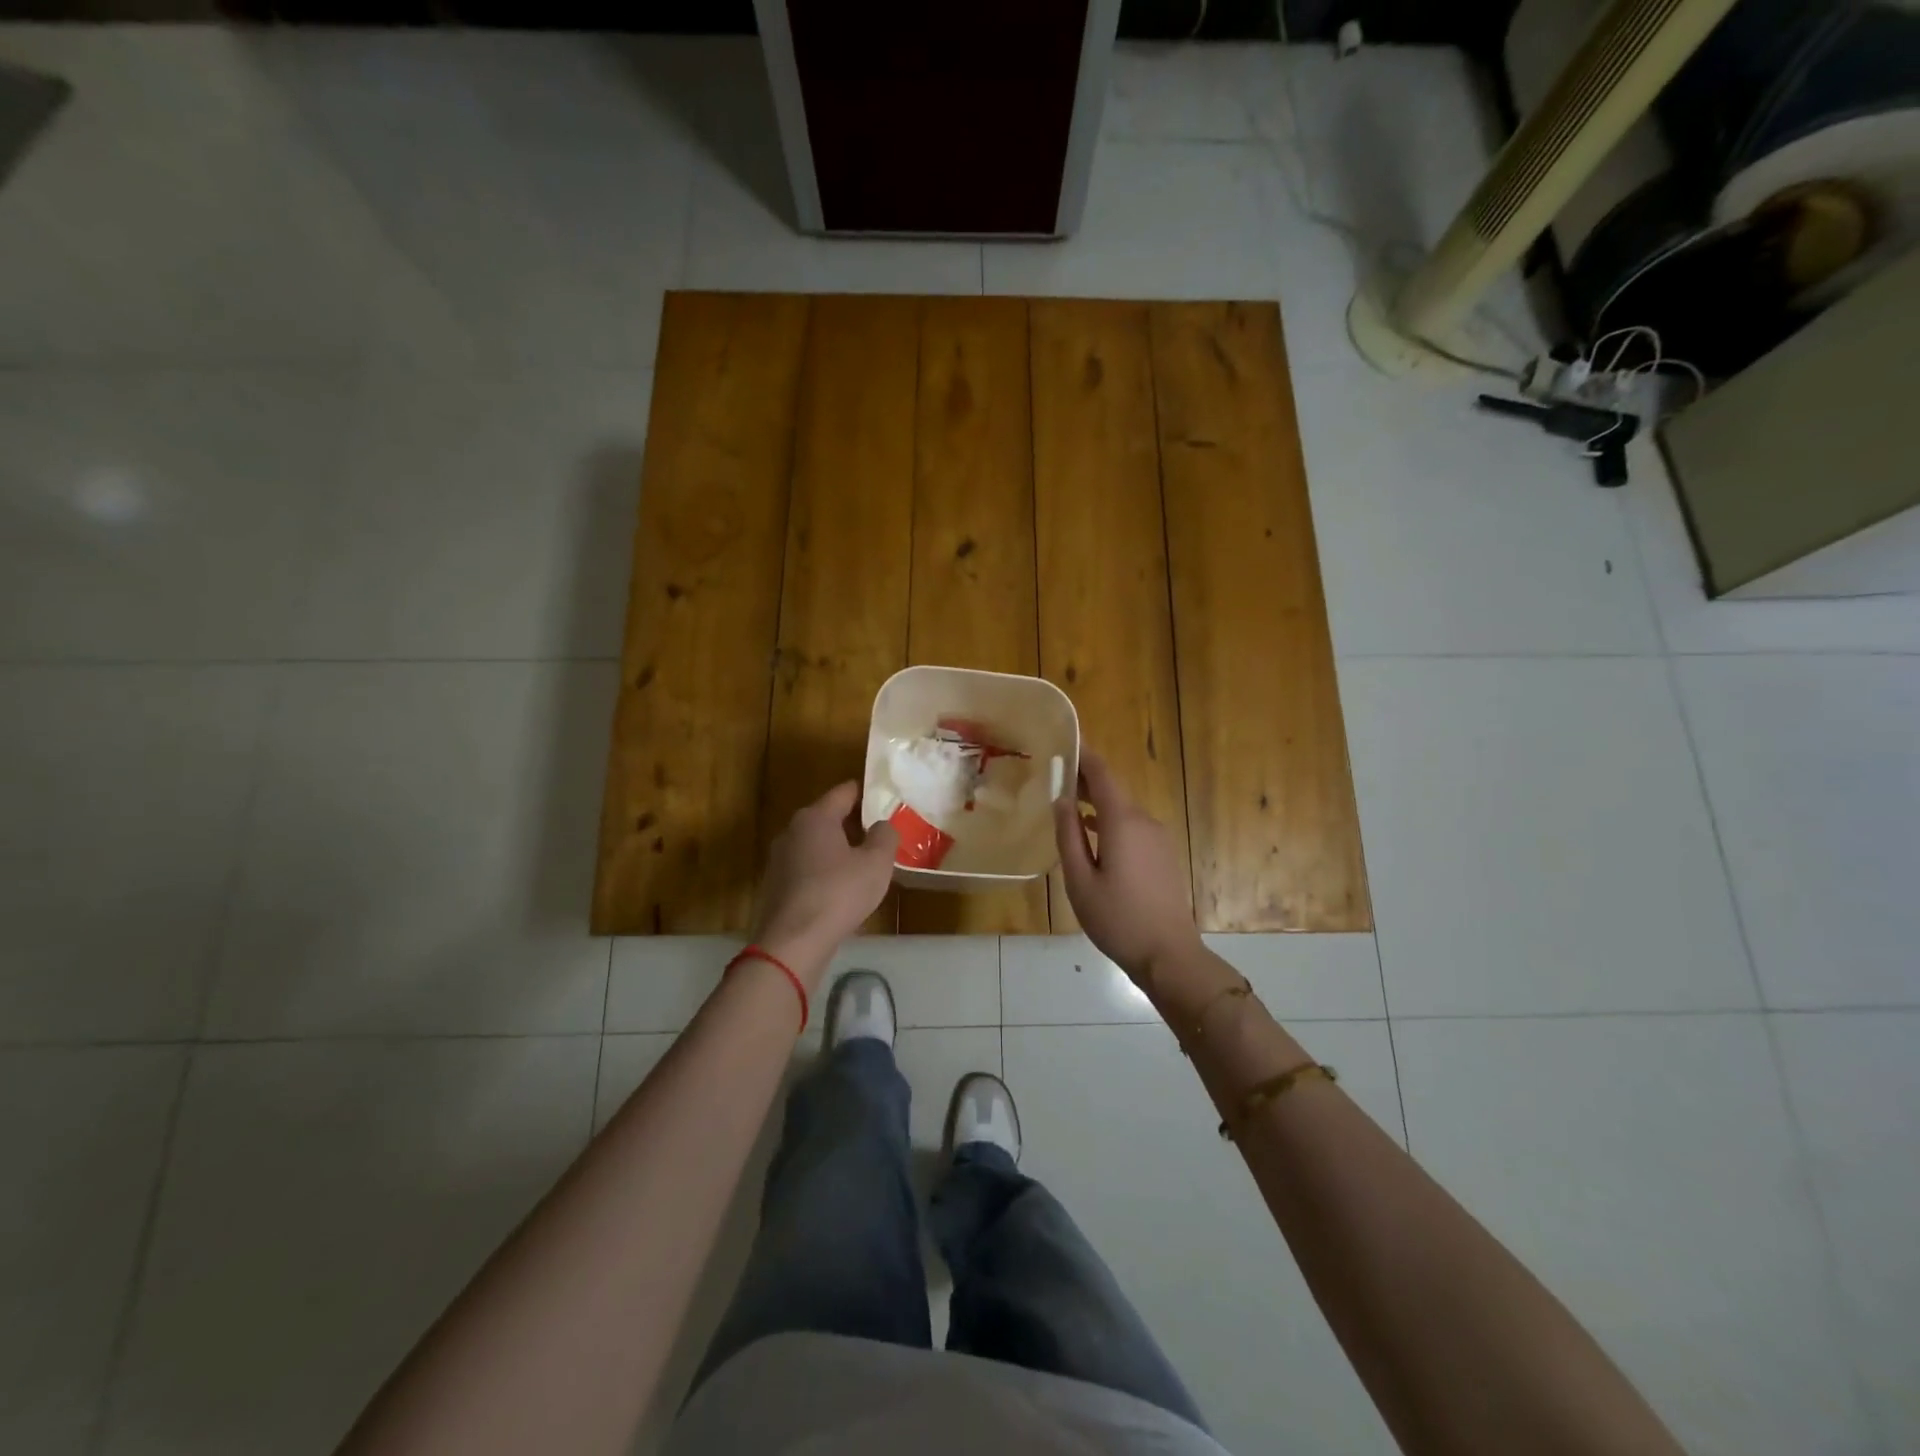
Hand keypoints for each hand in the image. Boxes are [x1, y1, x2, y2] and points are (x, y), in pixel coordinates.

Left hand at [750, 782, 898, 985]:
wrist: (793, 942)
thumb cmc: (839, 894)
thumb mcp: (876, 863)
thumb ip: (885, 836)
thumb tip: (882, 825)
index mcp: (816, 817)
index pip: (844, 791)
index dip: (867, 793)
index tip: (886, 801)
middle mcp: (792, 830)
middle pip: (828, 817)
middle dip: (853, 824)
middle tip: (880, 836)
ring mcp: (779, 858)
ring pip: (815, 844)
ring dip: (838, 850)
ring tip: (863, 865)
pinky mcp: (775, 885)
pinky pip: (806, 868)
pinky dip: (823, 872)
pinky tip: (840, 891)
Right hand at [1054, 750, 1202, 983]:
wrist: (1169, 955)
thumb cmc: (1117, 919)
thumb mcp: (1080, 881)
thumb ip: (1068, 836)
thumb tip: (1062, 801)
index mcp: (1123, 822)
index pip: (1103, 774)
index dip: (1084, 755)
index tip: (1065, 741)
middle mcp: (1144, 822)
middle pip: (1113, 789)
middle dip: (1086, 779)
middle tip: (1056, 774)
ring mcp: (1158, 838)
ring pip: (1123, 809)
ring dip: (1097, 802)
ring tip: (1068, 803)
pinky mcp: (1163, 854)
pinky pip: (1133, 826)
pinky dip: (1110, 821)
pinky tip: (1093, 834)